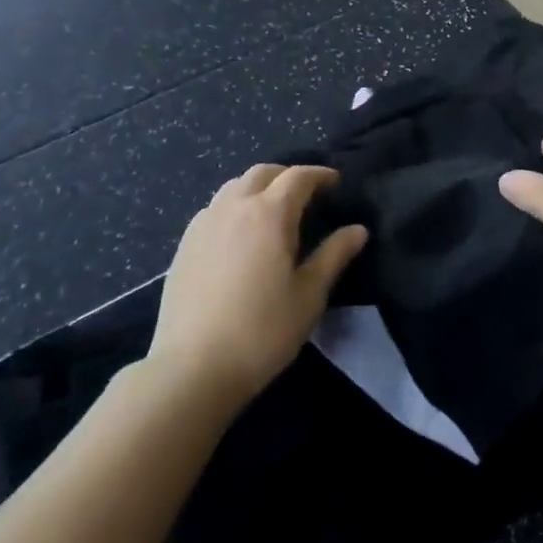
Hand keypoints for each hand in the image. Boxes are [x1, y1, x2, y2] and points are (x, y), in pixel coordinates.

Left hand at [149, 164, 366, 408]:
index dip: (320, 175)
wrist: (192, 369)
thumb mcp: (309, 295)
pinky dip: (233, 207)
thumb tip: (358, 229)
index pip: (298, 177)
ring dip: (257, 188)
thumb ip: (334, 255)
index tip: (336, 183)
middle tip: (305, 194)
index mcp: (269, 214)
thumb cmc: (262, 331)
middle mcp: (234, 207)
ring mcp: (204, 224)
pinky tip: (239, 235)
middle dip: (287, 176)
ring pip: (234, 187)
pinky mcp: (184, 245)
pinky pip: (213, 209)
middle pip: (262, 173)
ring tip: (272, 210)